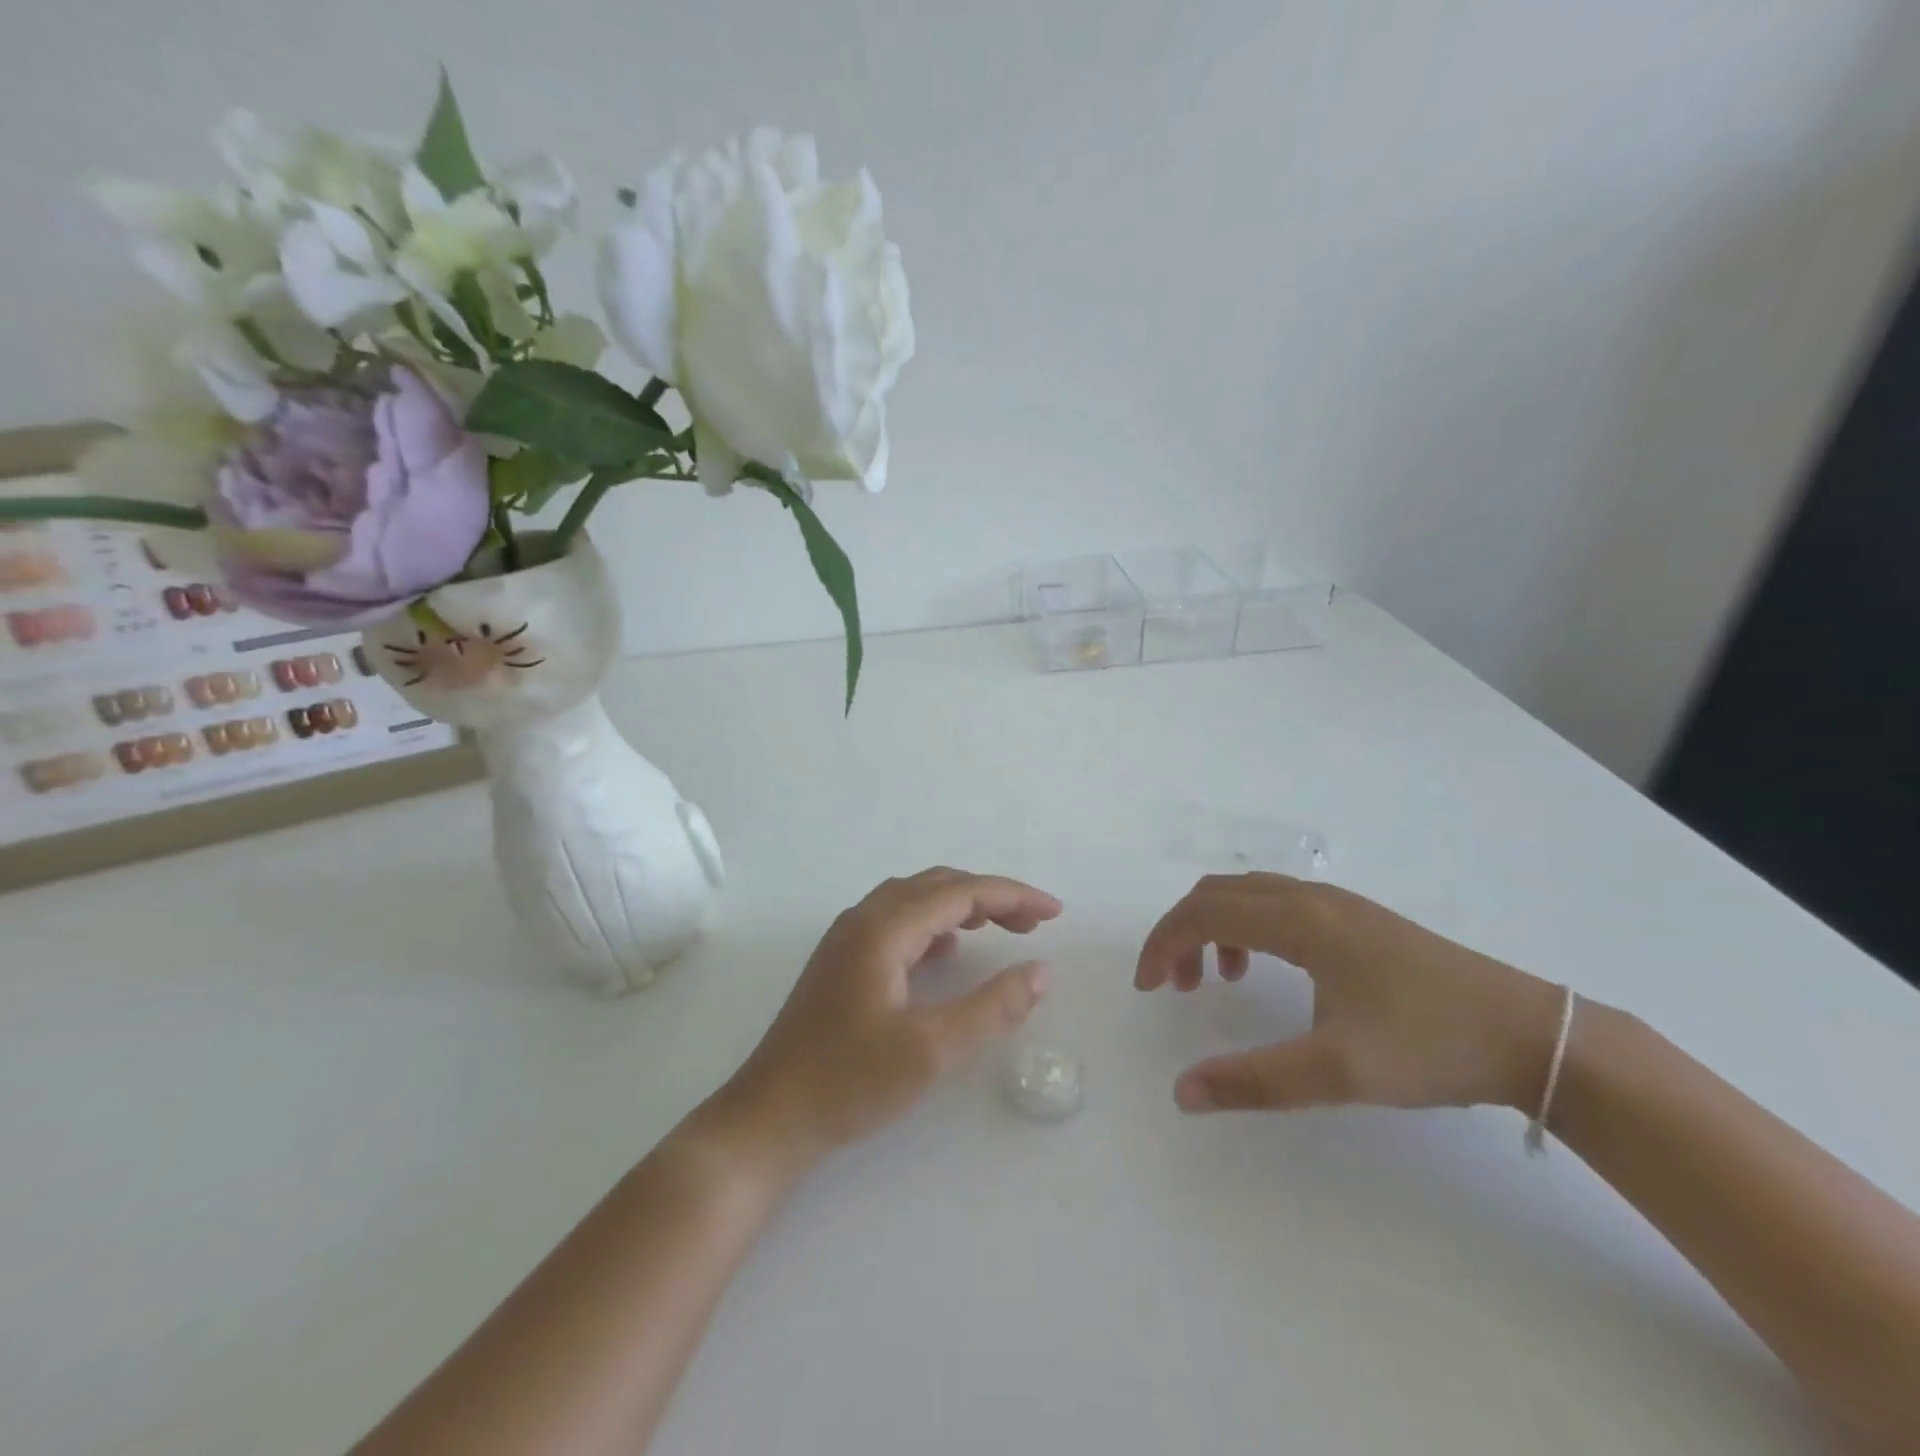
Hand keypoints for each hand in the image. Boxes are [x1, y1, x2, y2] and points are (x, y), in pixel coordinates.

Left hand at [722, 868, 1060, 1164]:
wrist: (768, 1119)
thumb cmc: (848, 1082)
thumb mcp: (930, 1049)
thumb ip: (990, 1007)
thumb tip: (1041, 972)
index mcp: (882, 928)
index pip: (960, 892)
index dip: (1012, 895)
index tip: (1054, 912)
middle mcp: (863, 920)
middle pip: (937, 886)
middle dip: (989, 897)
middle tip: (1033, 923)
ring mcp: (847, 940)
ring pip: (915, 901)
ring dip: (961, 907)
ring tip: (1000, 929)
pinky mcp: (841, 963)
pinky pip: (897, 923)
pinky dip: (934, 926)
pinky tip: (947, 952)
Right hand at [1135, 873, 1562, 1114]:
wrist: (1531, 1035)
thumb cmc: (1429, 1044)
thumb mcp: (1337, 1070)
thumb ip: (1253, 1081)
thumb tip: (1182, 1092)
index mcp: (1299, 920)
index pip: (1203, 912)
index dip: (1163, 943)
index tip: (1147, 987)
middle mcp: (1311, 898)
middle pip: (1218, 892)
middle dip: (1182, 931)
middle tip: (1174, 985)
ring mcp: (1338, 903)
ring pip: (1248, 895)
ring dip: (1215, 927)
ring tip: (1219, 980)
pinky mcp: (1359, 919)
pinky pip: (1278, 905)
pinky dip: (1249, 928)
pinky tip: (1270, 971)